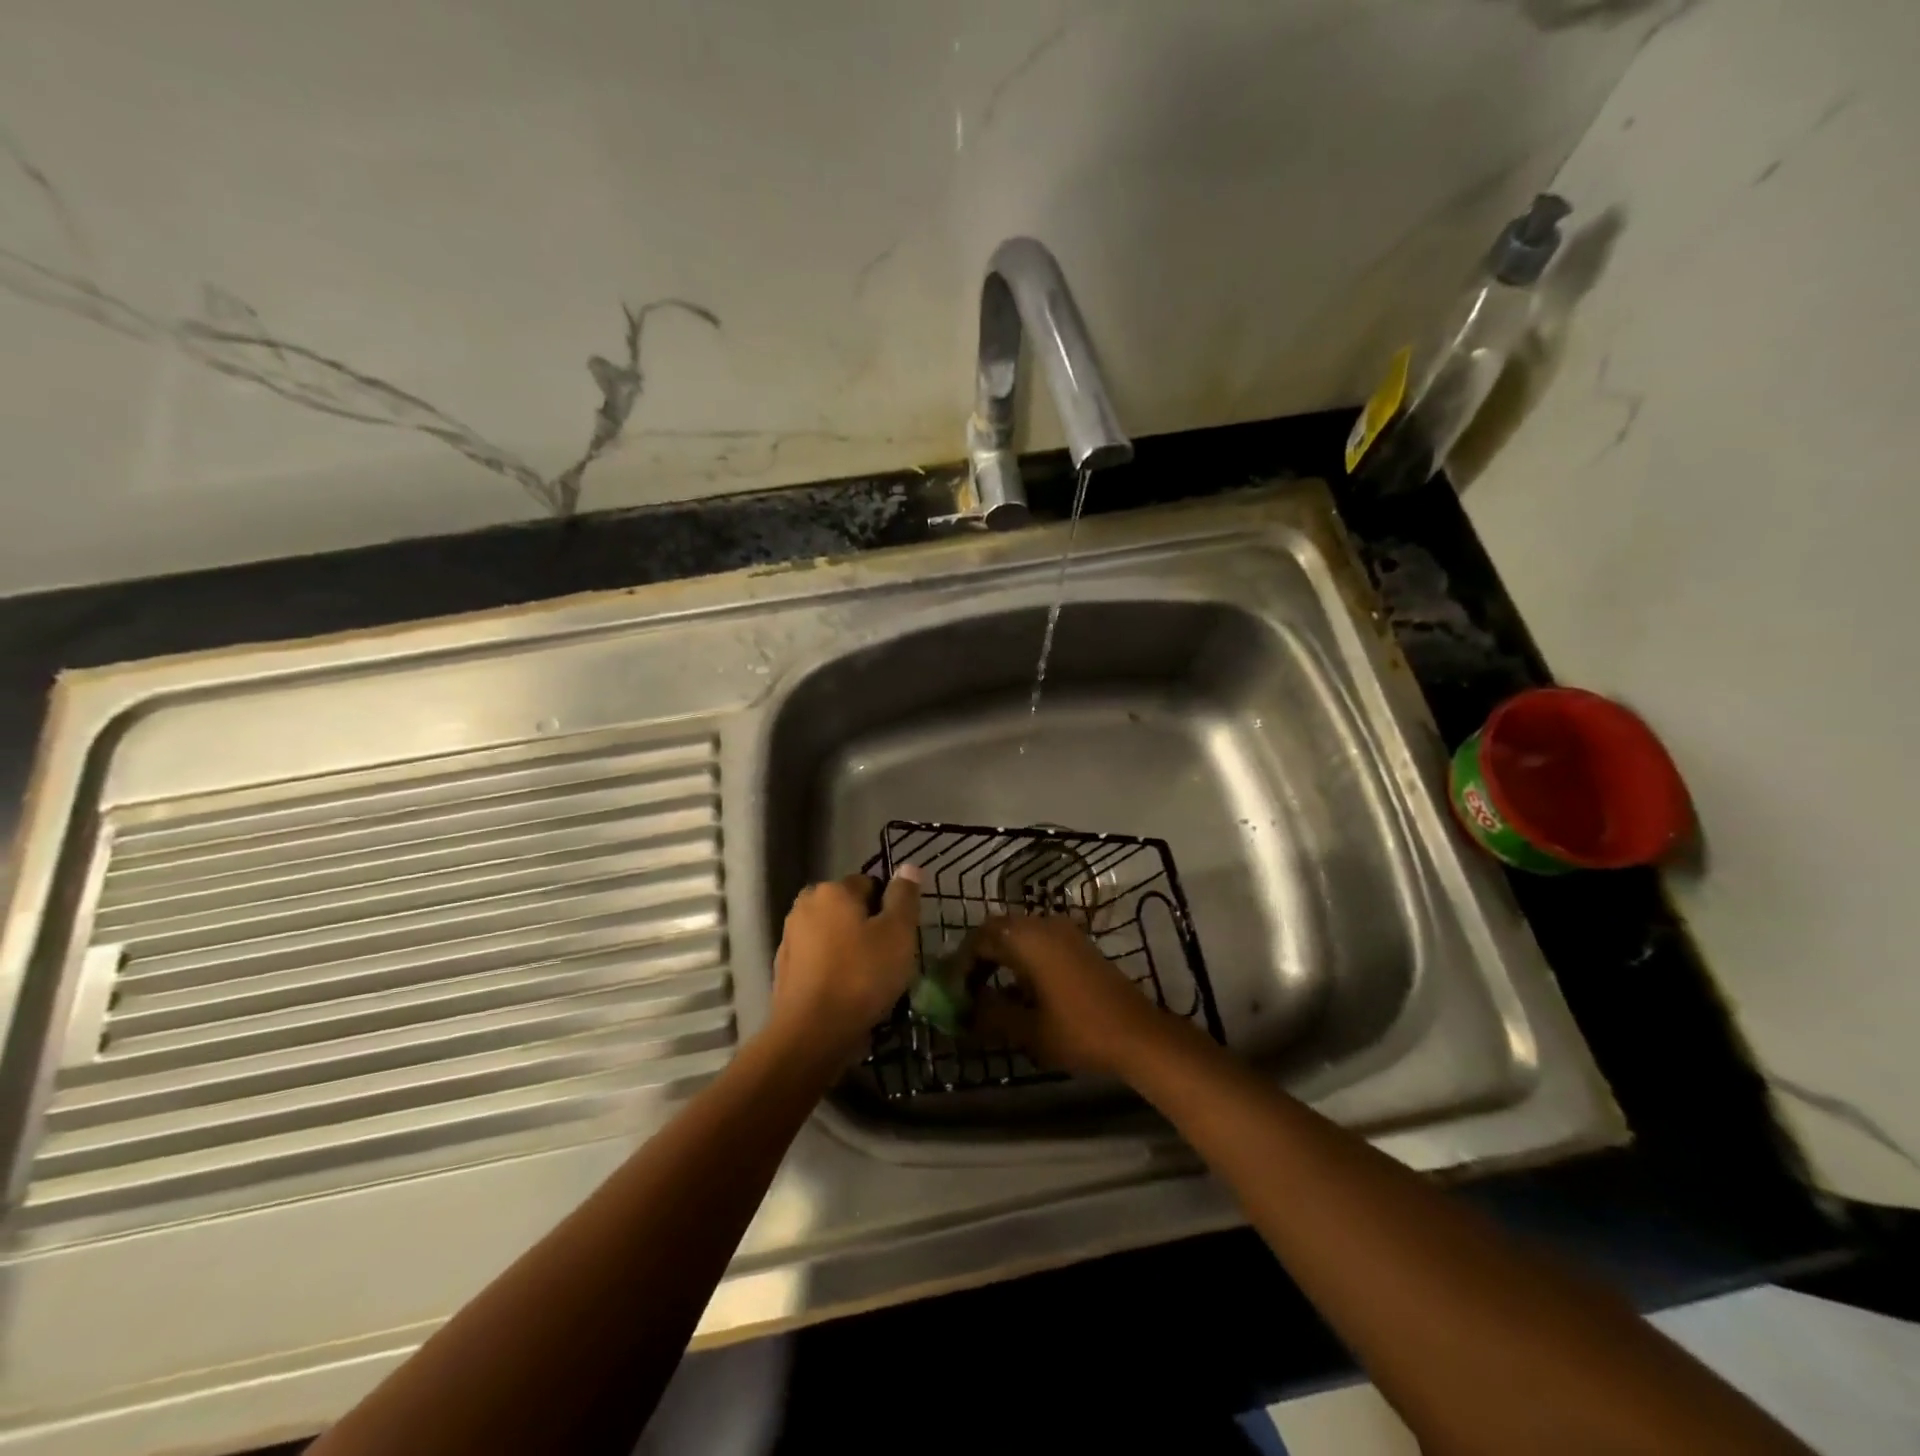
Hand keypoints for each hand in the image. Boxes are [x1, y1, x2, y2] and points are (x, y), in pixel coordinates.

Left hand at [770, 869, 922, 1063]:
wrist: (811, 1034)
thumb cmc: (861, 977)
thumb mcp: (898, 934)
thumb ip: (904, 897)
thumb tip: (908, 866)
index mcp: (832, 890)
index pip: (870, 884)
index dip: (889, 909)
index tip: (899, 937)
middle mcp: (805, 905)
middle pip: (849, 908)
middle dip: (867, 927)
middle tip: (887, 959)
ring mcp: (790, 937)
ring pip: (832, 934)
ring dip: (849, 948)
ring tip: (868, 980)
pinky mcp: (783, 968)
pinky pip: (818, 959)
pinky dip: (832, 968)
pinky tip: (845, 992)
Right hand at [973, 914, 1180, 1077]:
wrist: (1138, 1034)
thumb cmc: (1078, 1030)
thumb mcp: (1027, 1029)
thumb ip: (990, 1015)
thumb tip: (964, 1010)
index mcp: (1027, 938)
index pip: (979, 939)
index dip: (961, 964)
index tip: (952, 991)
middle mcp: (1043, 924)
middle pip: (998, 930)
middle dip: (979, 956)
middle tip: (967, 988)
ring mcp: (1065, 932)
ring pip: (1019, 934)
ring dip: (1001, 956)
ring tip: (989, 991)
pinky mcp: (1079, 944)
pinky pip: (1039, 941)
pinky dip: (1023, 958)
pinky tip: (1020, 990)